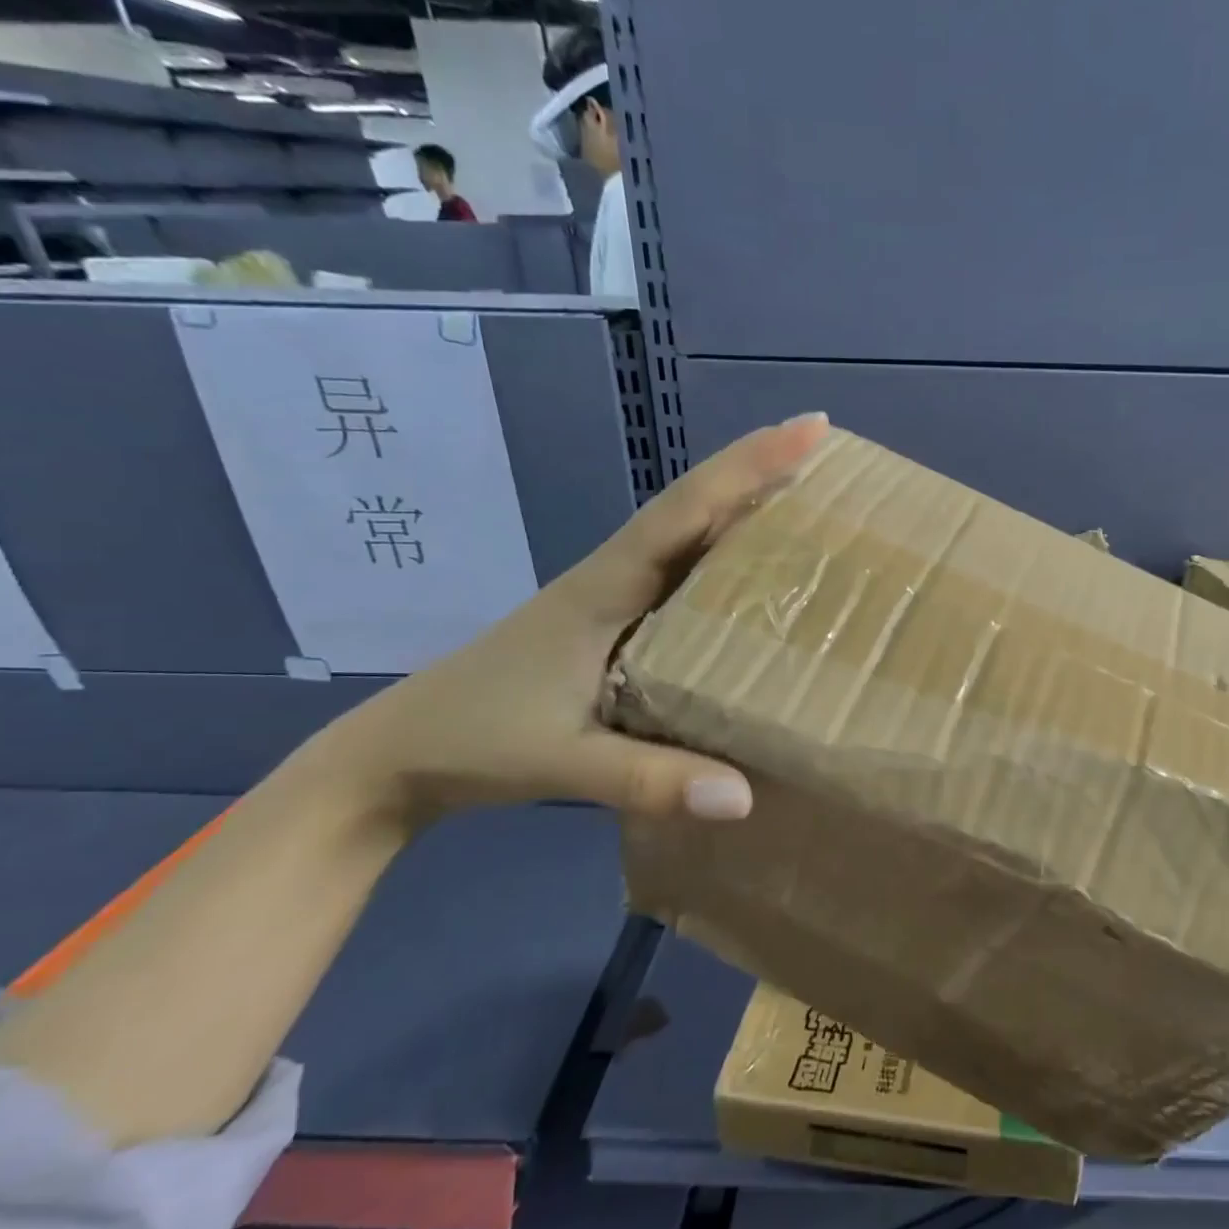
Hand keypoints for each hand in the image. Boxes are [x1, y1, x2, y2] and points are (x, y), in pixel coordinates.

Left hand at [307, 412, 830, 827]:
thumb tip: (747, 798)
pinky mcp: (615, 621)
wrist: (400, 753)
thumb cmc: (477, 741)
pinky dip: (725, 552)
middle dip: (760, 470)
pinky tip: (757, 568)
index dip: (749, 467)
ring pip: (690, 535)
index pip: (685, 511)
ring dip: (745, 506)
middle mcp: (615, 576)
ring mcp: (613, 596)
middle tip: (828, 452)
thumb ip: (650, 780)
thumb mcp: (563, 762)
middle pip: (695, 507)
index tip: (810, 430)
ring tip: (809, 495)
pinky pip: (683, 571)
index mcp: (606, 587)